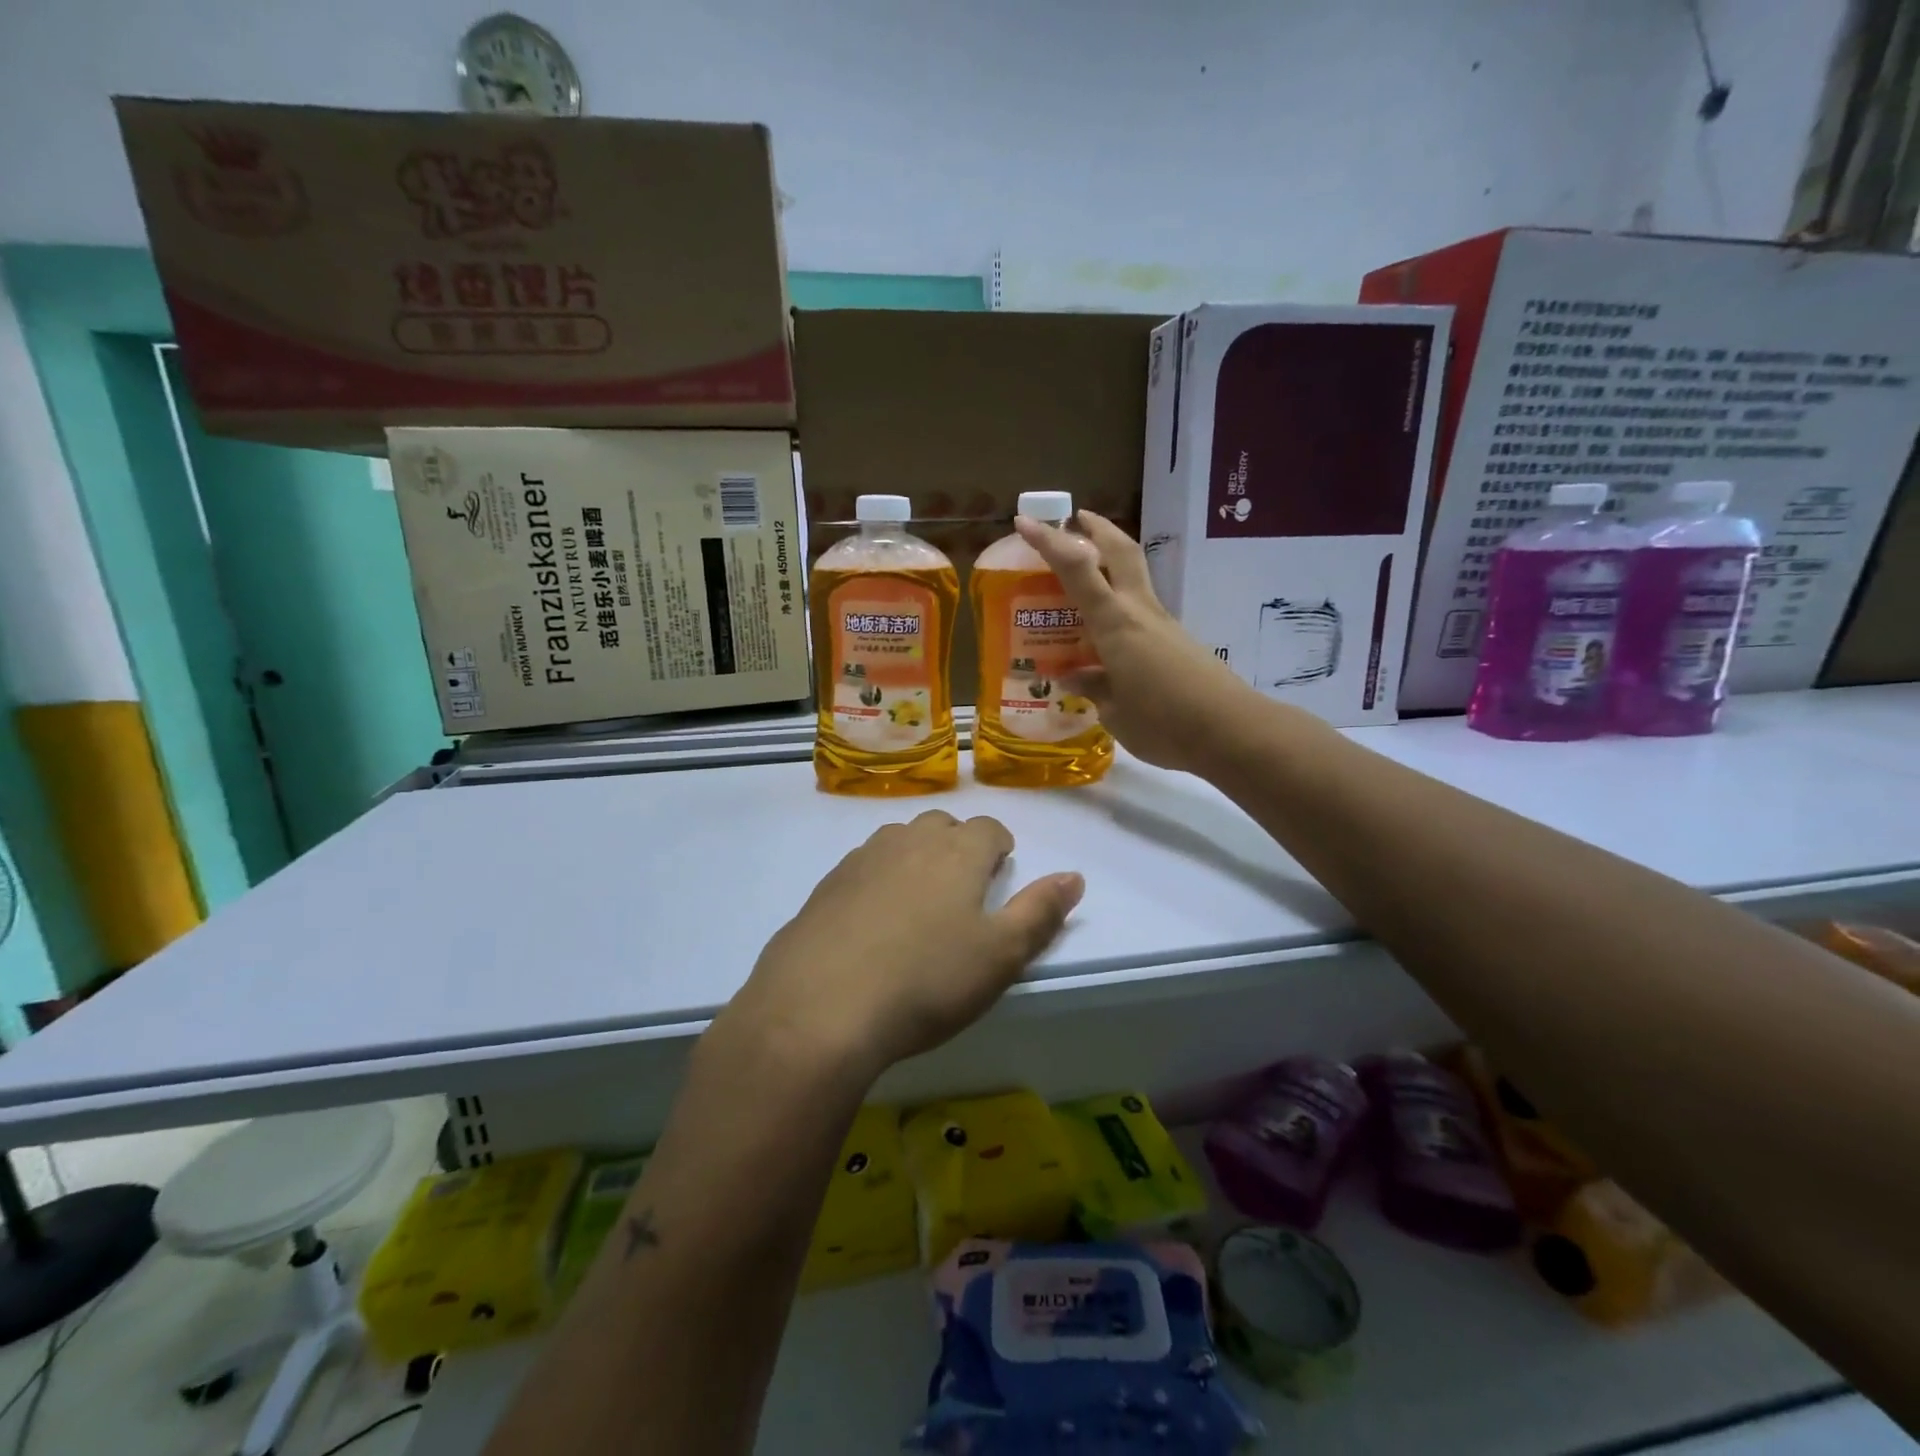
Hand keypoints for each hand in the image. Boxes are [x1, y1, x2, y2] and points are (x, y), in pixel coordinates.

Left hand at [726, 811, 1083, 1082]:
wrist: (821, 1006)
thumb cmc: (926, 981)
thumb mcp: (1000, 956)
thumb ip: (1041, 912)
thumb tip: (1074, 876)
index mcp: (957, 854)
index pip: (988, 828)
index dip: (999, 844)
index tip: (1001, 866)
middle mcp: (909, 842)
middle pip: (941, 825)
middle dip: (958, 844)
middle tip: (963, 884)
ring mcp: (862, 860)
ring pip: (899, 839)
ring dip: (916, 855)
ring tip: (920, 897)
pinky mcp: (826, 886)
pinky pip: (863, 865)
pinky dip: (877, 878)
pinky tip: (873, 919)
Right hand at [1014, 511, 1264, 772]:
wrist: (1231, 731)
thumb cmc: (1163, 723)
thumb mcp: (1114, 712)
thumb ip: (1093, 688)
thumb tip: (1073, 676)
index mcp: (1115, 624)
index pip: (1077, 569)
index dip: (1050, 542)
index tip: (1024, 522)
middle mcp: (1139, 612)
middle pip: (1120, 551)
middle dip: (1096, 528)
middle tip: (1075, 519)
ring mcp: (1162, 624)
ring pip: (1134, 576)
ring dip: (1109, 561)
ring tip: (1082, 575)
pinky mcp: (1177, 641)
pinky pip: (1141, 609)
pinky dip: (1119, 603)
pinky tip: (1106, 632)